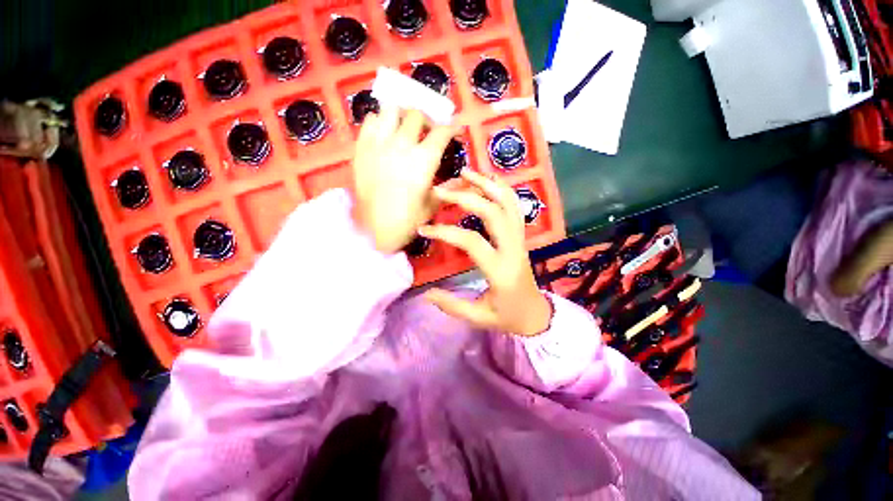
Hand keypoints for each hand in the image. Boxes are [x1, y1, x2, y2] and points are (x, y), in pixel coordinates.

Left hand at [352, 106, 456, 252]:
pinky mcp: (362, 148)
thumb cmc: (407, 220)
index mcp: (424, 160)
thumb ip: (448, 188)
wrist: (373, 229)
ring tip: (404, 127)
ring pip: (391, 109)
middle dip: (427, 121)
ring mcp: (379, 144)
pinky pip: (370, 121)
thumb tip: (463, 180)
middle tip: (428, 132)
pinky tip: (385, 134)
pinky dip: (380, 121)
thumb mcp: (433, 205)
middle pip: (417, 115)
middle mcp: (402, 145)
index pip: (441, 133)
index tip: (455, 131)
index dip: (452, 129)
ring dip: (402, 115)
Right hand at [420, 170, 552, 335]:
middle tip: (440, 190)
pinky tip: (487, 180)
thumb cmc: (508, 317)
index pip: (471, 241)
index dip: (445, 232)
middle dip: (465, 196)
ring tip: (465, 172)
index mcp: (500, 269)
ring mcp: (520, 239)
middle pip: (492, 212)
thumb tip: (426, 294)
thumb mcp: (479, 317)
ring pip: (507, 203)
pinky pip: (514, 206)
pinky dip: (501, 188)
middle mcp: (513, 248)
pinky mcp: (520, 236)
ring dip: (486, 184)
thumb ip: (452, 305)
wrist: (536, 313)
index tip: (423, 230)